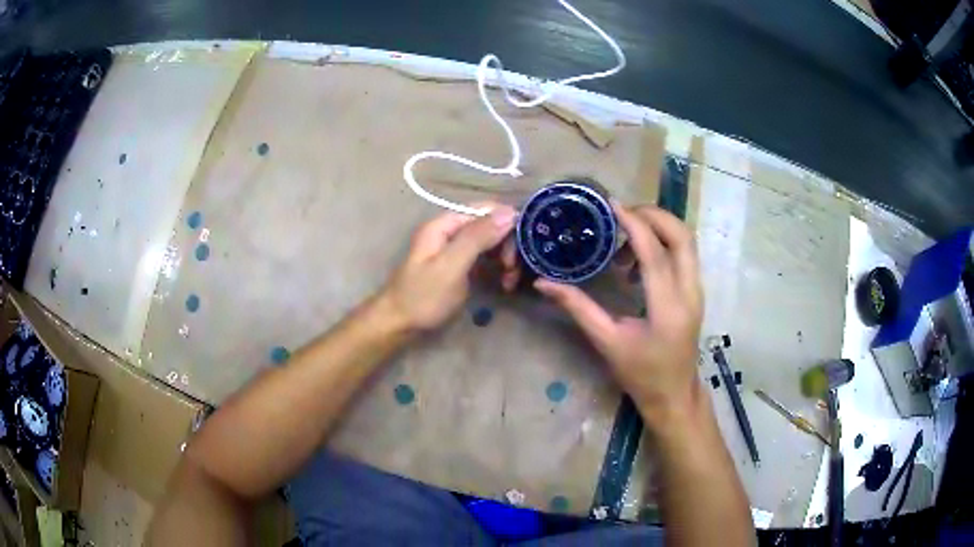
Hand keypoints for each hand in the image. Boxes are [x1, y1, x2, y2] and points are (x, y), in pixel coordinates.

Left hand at [380, 204, 516, 331]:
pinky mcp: (458, 267)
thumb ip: (477, 238)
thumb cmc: (422, 297)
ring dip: (504, 258)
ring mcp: (454, 250)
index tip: (522, 247)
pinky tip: (504, 284)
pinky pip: (484, 259)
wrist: (398, 325)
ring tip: (510, 281)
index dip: (507, 223)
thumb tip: (509, 212)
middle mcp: (450, 232)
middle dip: (506, 244)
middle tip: (513, 270)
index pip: (485, 210)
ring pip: (489, 243)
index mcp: (445, 225)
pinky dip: (497, 269)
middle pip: (489, 226)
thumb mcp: (451, 267)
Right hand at [534, 204, 703, 429]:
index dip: (634, 224)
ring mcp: (698, 290)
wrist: (675, 394)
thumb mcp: (607, 343)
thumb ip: (578, 308)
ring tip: (624, 241)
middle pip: (682, 235)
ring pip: (687, 241)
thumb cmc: (640, 374)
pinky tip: (637, 261)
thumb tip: (543, 283)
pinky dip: (663, 242)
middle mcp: (690, 292)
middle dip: (653, 215)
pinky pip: (685, 253)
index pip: (655, 253)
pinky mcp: (696, 291)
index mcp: (667, 308)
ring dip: (658, 228)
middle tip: (621, 216)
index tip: (611, 206)